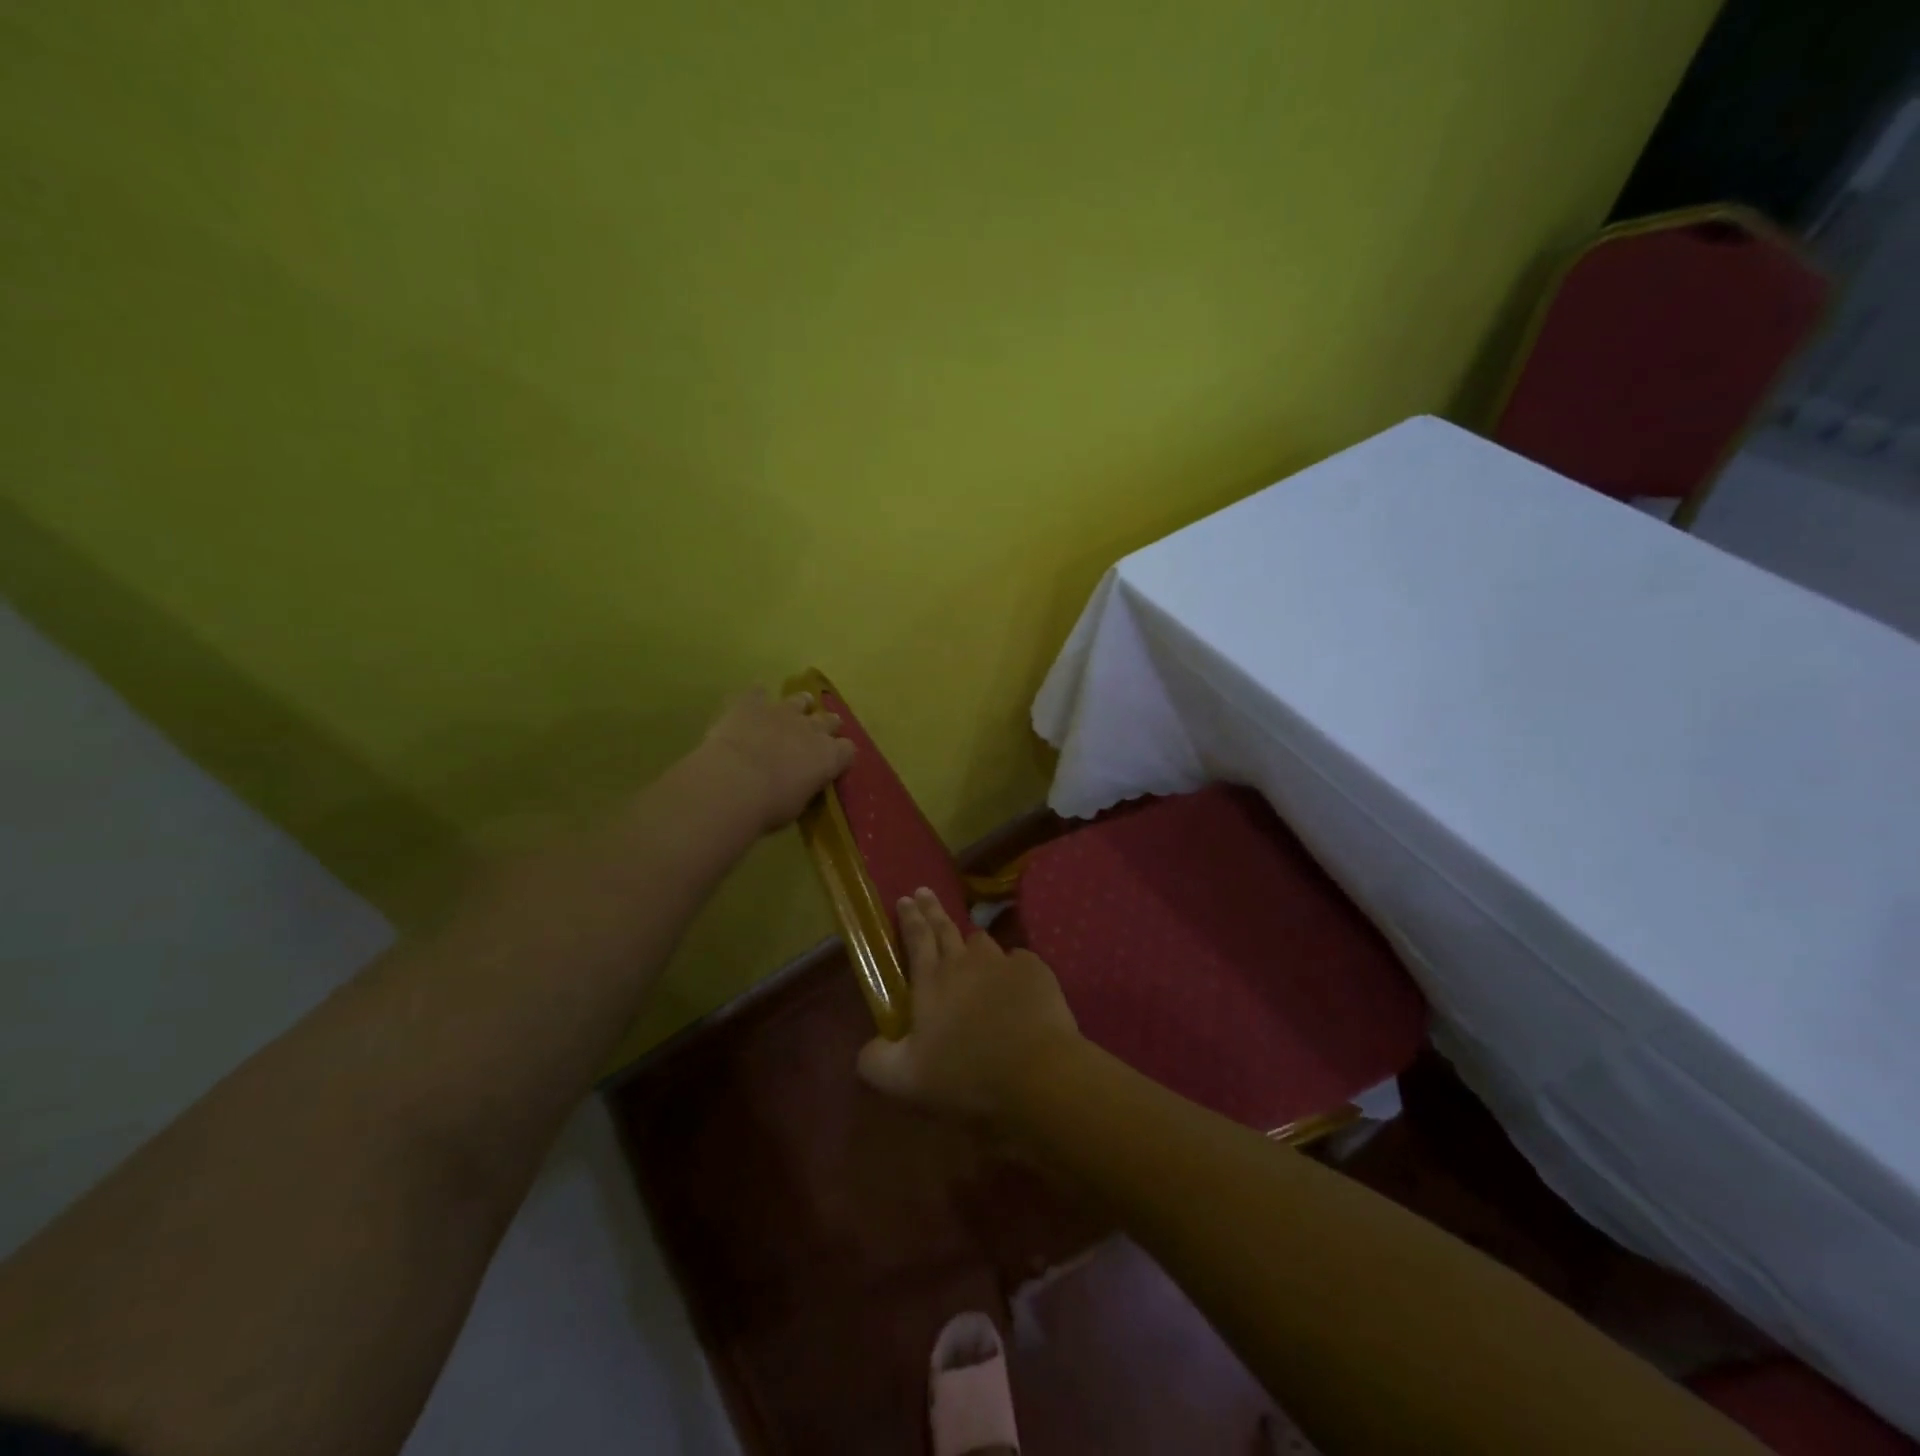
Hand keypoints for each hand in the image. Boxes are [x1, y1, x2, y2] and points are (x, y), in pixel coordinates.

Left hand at [699, 687, 854, 832]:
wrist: (733, 783)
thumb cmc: (769, 806)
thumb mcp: (797, 805)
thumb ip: (804, 787)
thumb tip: (802, 784)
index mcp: (829, 757)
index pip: (847, 750)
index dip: (841, 755)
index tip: (834, 762)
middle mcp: (812, 729)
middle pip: (829, 720)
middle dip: (826, 726)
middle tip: (818, 734)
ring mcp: (783, 712)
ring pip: (800, 700)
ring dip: (799, 705)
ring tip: (793, 710)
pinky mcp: (752, 703)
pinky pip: (758, 692)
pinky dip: (757, 696)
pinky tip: (752, 701)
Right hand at [857, 888, 1081, 1119]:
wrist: (1036, 1072)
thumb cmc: (965, 1074)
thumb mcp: (904, 1079)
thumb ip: (876, 1061)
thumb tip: (866, 1049)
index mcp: (931, 981)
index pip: (916, 938)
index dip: (909, 917)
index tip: (904, 898)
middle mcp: (964, 962)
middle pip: (945, 927)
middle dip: (932, 908)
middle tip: (924, 891)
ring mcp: (1002, 963)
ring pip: (983, 941)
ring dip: (972, 940)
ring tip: (970, 943)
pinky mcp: (1035, 972)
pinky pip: (1019, 960)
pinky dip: (1012, 967)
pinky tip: (1015, 980)